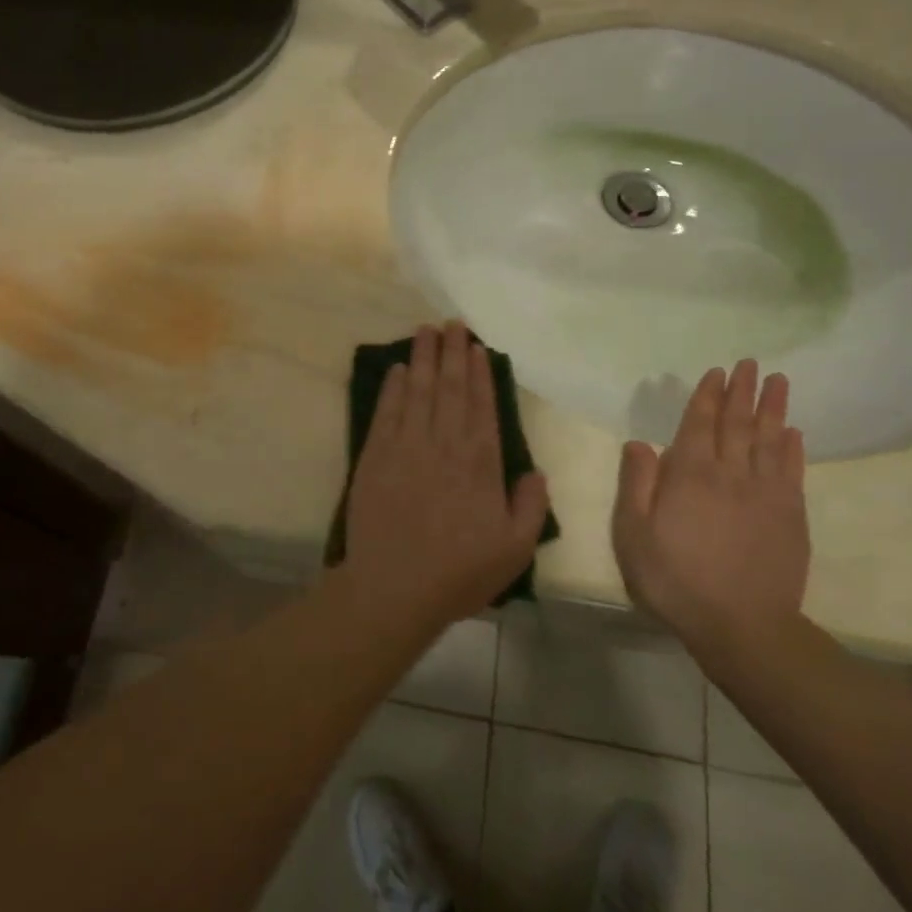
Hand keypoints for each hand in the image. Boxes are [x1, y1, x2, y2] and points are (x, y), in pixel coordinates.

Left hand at [341, 322, 550, 627]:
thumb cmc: (458, 572)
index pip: (482, 405)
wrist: (394, 587)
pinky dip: (392, 388)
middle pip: (449, 388)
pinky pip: (387, 412)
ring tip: (426, 331)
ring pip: (417, 391)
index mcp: (480, 463)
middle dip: (451, 353)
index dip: (479, 374)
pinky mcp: (376, 455)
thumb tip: (535, 472)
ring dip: (422, 358)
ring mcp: (407, 446)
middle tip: (452, 324)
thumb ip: (531, 506)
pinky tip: (397, 370)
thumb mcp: (515, 549)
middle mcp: (444, 444)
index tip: (477, 348)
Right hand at [612, 361, 810, 661]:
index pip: (700, 423)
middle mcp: (730, 474)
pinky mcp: (791, 516)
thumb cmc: (675, 579)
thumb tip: (640, 442)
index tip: (717, 372)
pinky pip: (792, 470)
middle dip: (742, 391)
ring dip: (772, 408)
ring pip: (769, 439)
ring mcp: (766, 493)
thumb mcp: (633, 534)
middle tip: (750, 364)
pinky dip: (792, 447)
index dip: (707, 395)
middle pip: (737, 423)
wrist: (741, 625)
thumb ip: (637, 484)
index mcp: (690, 475)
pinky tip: (793, 432)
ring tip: (777, 381)